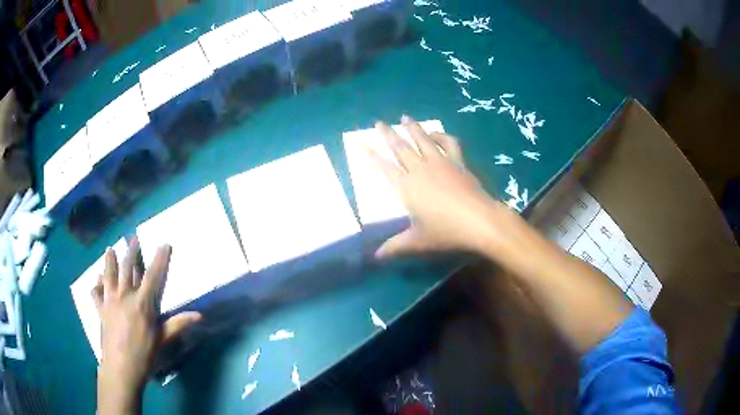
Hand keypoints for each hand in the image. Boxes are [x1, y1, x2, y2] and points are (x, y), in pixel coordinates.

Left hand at [93, 239, 200, 413]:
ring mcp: (110, 300)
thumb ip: (177, 324)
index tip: (164, 244)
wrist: (120, 367)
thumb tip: (200, 315)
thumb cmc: (144, 355)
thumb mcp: (162, 340)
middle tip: (132, 238)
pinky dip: (96, 284)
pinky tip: (97, 280)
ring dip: (110, 260)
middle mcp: (125, 295)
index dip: (159, 259)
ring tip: (110, 249)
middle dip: (131, 252)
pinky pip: (96, 292)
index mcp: (142, 303)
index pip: (153, 276)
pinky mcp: (100, 309)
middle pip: (127, 268)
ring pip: (109, 274)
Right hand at [369, 116, 509, 257]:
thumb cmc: (446, 232)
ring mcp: (440, 162)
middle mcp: (419, 170)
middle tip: (378, 122)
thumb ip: (396, 247)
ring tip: (405, 117)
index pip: (383, 167)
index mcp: (406, 187)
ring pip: (422, 140)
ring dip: (412, 128)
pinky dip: (441, 135)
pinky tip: (436, 133)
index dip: (371, 154)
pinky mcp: (457, 162)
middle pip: (400, 148)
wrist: (480, 221)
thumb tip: (376, 257)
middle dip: (387, 134)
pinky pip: (448, 143)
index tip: (361, 142)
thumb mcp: (418, 241)